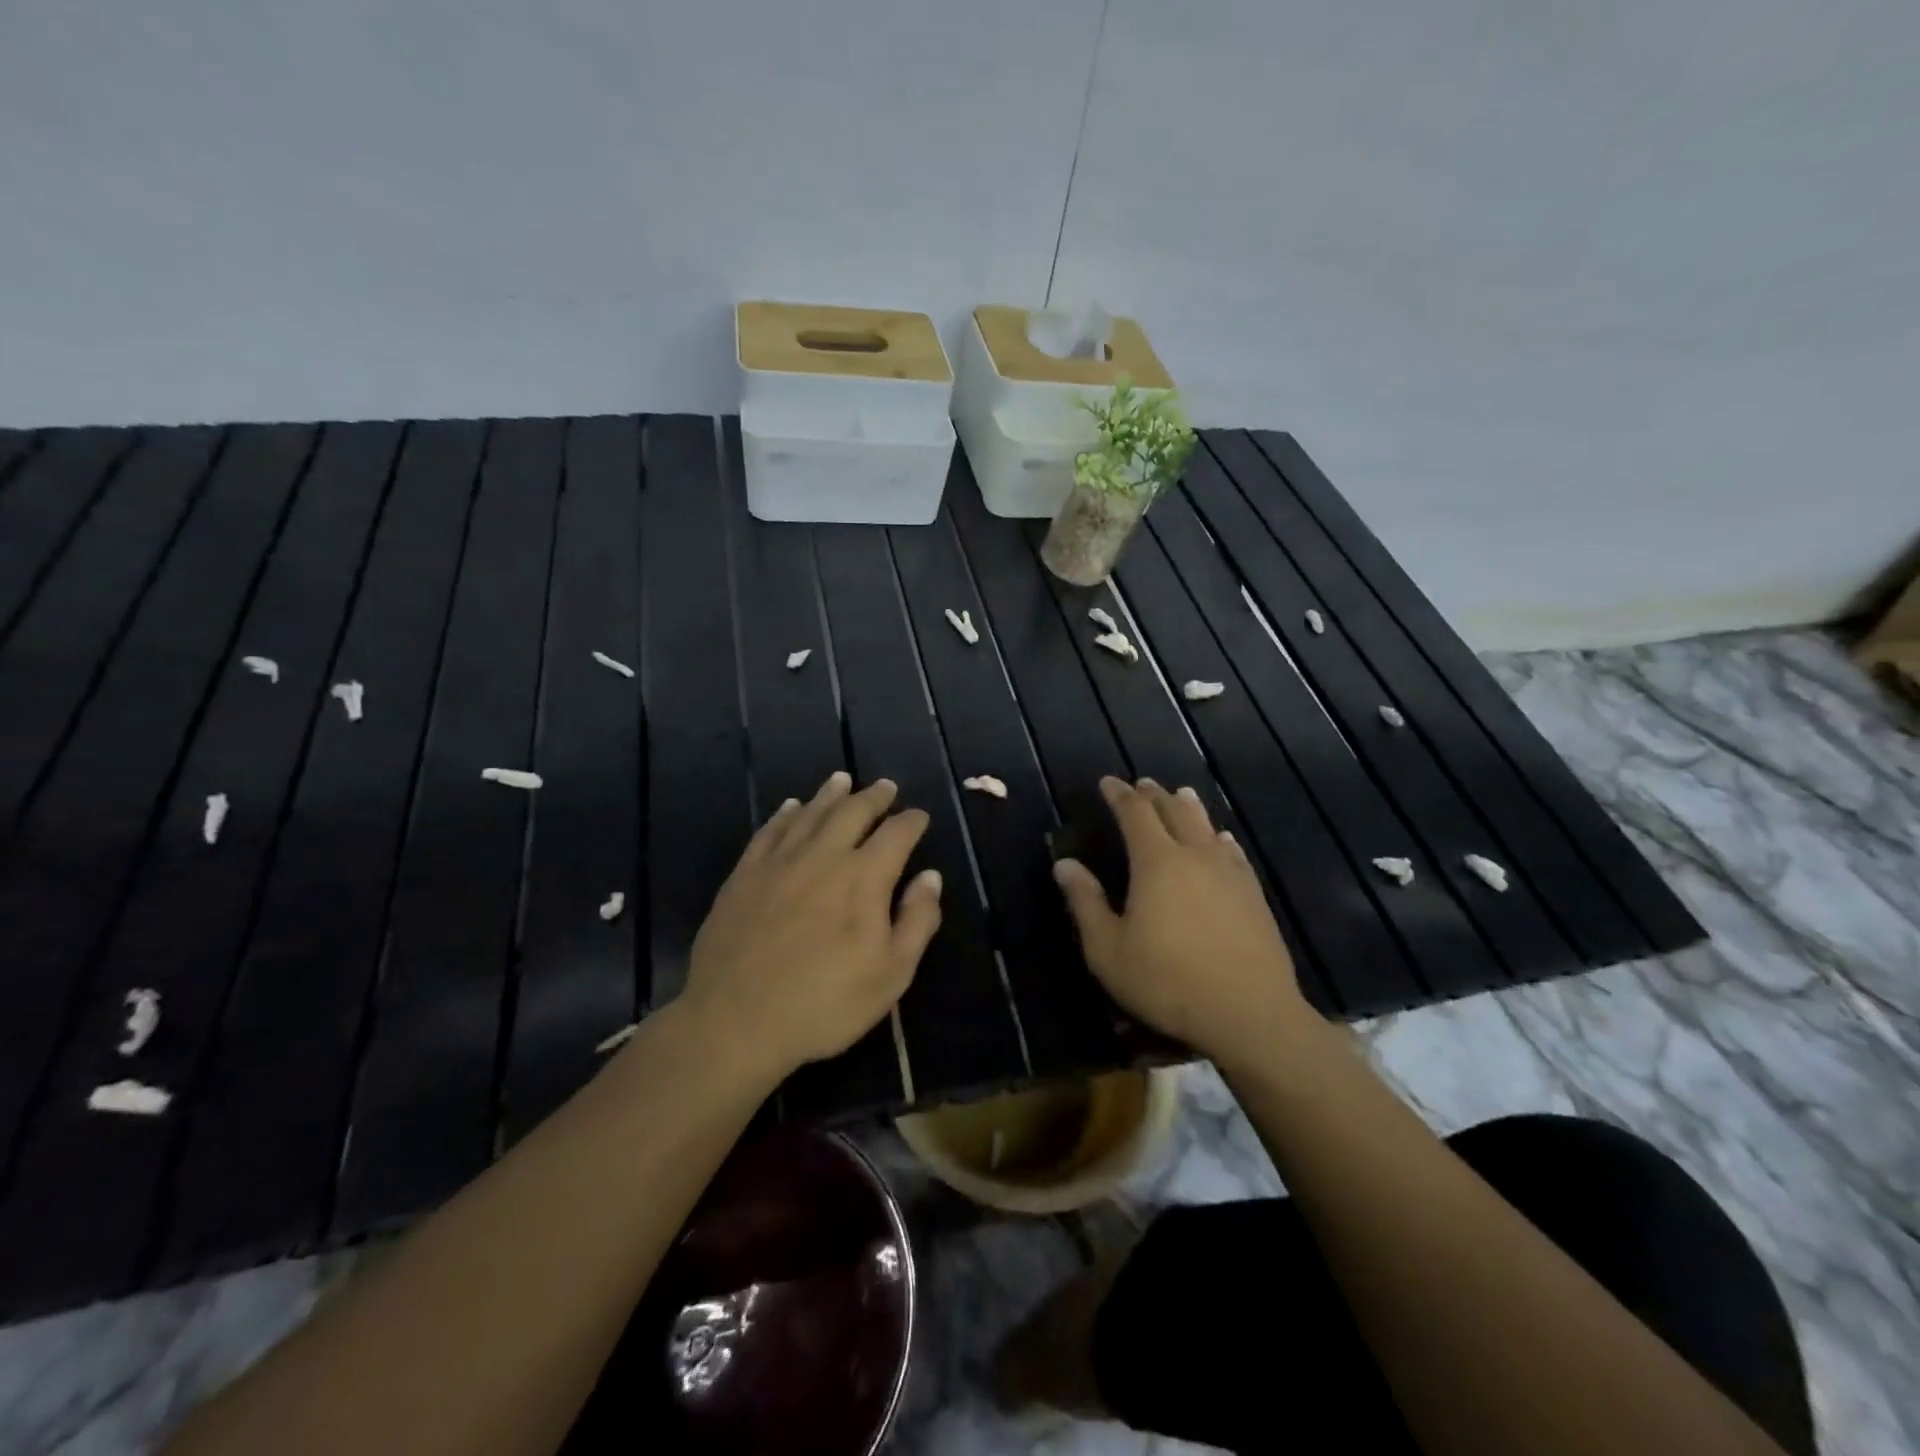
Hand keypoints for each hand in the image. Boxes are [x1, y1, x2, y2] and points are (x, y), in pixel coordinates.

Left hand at [683, 771, 942, 1078]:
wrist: (736, 1021)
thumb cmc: (825, 1003)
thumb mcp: (891, 974)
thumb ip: (917, 920)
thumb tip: (930, 876)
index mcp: (863, 877)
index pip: (896, 834)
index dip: (912, 821)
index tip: (920, 817)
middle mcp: (823, 856)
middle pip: (853, 812)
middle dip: (874, 797)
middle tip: (886, 786)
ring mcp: (779, 862)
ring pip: (809, 813)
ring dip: (830, 795)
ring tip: (842, 780)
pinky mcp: (745, 875)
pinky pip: (769, 831)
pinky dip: (784, 814)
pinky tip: (790, 807)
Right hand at [1053, 777, 1315, 1066]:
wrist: (1249, 1012)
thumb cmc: (1167, 981)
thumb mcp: (1108, 950)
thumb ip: (1085, 902)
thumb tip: (1064, 863)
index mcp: (1156, 862)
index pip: (1135, 813)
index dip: (1119, 795)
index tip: (1107, 782)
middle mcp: (1194, 855)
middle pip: (1173, 811)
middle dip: (1153, 794)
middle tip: (1140, 784)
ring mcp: (1229, 872)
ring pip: (1206, 826)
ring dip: (1189, 807)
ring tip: (1180, 794)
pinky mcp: (1253, 894)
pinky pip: (1234, 852)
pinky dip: (1220, 838)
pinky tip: (1223, 840)